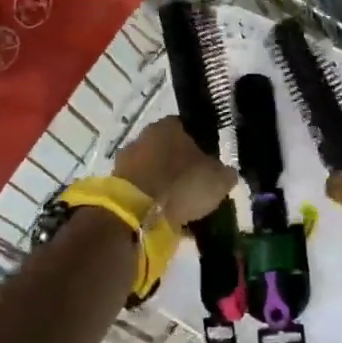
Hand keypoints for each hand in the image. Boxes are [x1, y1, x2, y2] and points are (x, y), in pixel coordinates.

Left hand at [112, 116, 234, 227]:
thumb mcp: (219, 179)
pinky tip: (165, 217)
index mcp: (170, 125)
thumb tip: (226, 173)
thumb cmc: (182, 184)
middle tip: (197, 188)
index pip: (190, 129)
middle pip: (169, 150)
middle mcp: (145, 135)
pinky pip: (141, 190)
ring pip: (154, 170)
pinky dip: (152, 200)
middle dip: (182, 167)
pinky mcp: (115, 184)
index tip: (211, 166)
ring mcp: (126, 159)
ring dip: (165, 185)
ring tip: (182, 207)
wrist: (137, 212)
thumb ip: (225, 173)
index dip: (203, 147)